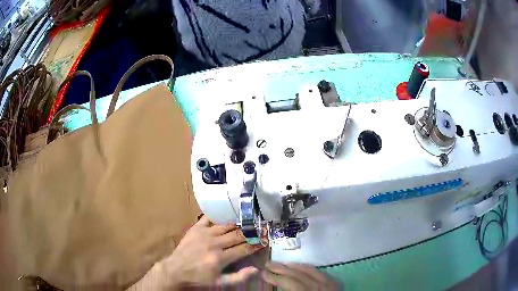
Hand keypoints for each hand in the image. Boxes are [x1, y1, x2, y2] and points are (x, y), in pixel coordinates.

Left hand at [136, 216, 263, 288]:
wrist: (176, 269)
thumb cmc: (199, 277)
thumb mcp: (219, 282)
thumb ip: (238, 277)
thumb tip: (255, 269)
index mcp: (221, 258)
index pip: (244, 248)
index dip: (256, 244)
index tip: (265, 240)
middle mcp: (215, 243)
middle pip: (238, 235)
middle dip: (251, 232)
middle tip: (260, 228)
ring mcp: (205, 233)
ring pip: (227, 225)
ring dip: (239, 223)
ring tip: (248, 221)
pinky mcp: (196, 227)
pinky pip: (210, 217)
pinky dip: (220, 215)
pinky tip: (228, 213)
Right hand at [261, 262, 338, 290]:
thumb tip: (275, 285)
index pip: (288, 282)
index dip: (274, 277)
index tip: (262, 273)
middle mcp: (318, 286)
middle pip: (297, 274)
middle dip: (280, 268)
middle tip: (267, 264)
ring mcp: (327, 283)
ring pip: (307, 269)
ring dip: (292, 265)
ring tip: (280, 263)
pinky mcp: (333, 282)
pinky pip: (317, 271)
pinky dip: (305, 267)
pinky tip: (298, 266)